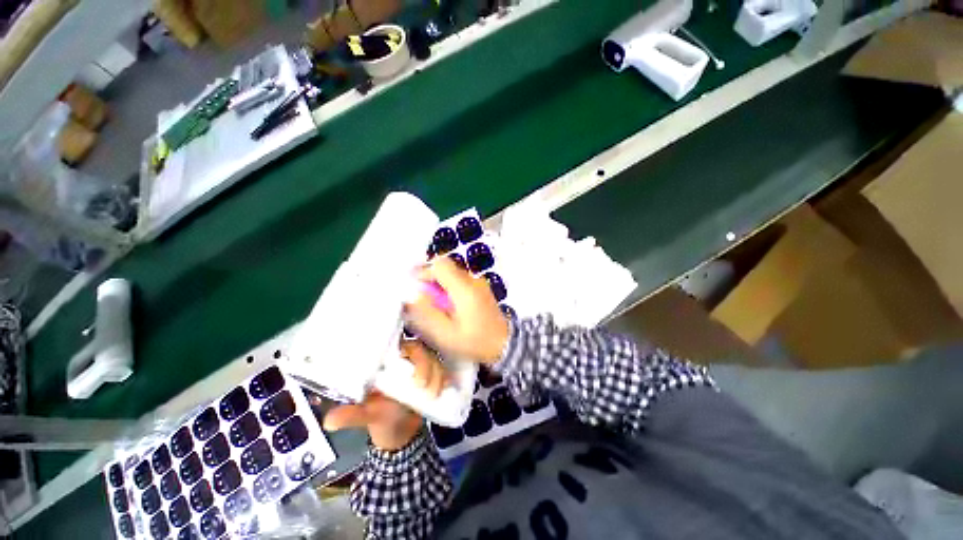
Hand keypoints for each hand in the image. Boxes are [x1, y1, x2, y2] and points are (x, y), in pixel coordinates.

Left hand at [322, 341, 443, 450]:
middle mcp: (406, 359)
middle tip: (423, 387)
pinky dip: (446, 377)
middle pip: (422, 350)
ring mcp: (422, 366)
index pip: (402, 346)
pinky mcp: (434, 374)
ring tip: (434, 394)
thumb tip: (329, 421)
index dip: (412, 354)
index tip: (415, 377)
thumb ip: (352, 415)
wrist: (401, 433)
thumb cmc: (381, 419)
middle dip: (427, 367)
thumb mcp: (366, 416)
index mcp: (388, 362)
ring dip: (438, 375)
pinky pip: (444, 370)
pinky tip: (448, 386)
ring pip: (435, 359)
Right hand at [405, 256, 508, 363]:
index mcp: (464, 288)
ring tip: (437, 305)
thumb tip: (413, 296)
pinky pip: (460, 281)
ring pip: (453, 274)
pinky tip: (450, 306)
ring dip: (440, 284)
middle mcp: (473, 280)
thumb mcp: (446, 334)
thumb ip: (427, 314)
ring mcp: (479, 283)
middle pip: (446, 267)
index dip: (424, 271)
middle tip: (424, 298)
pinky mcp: (481, 288)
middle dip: (431, 279)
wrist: (504, 344)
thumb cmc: (475, 341)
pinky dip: (450, 288)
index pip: (440, 265)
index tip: (415, 285)